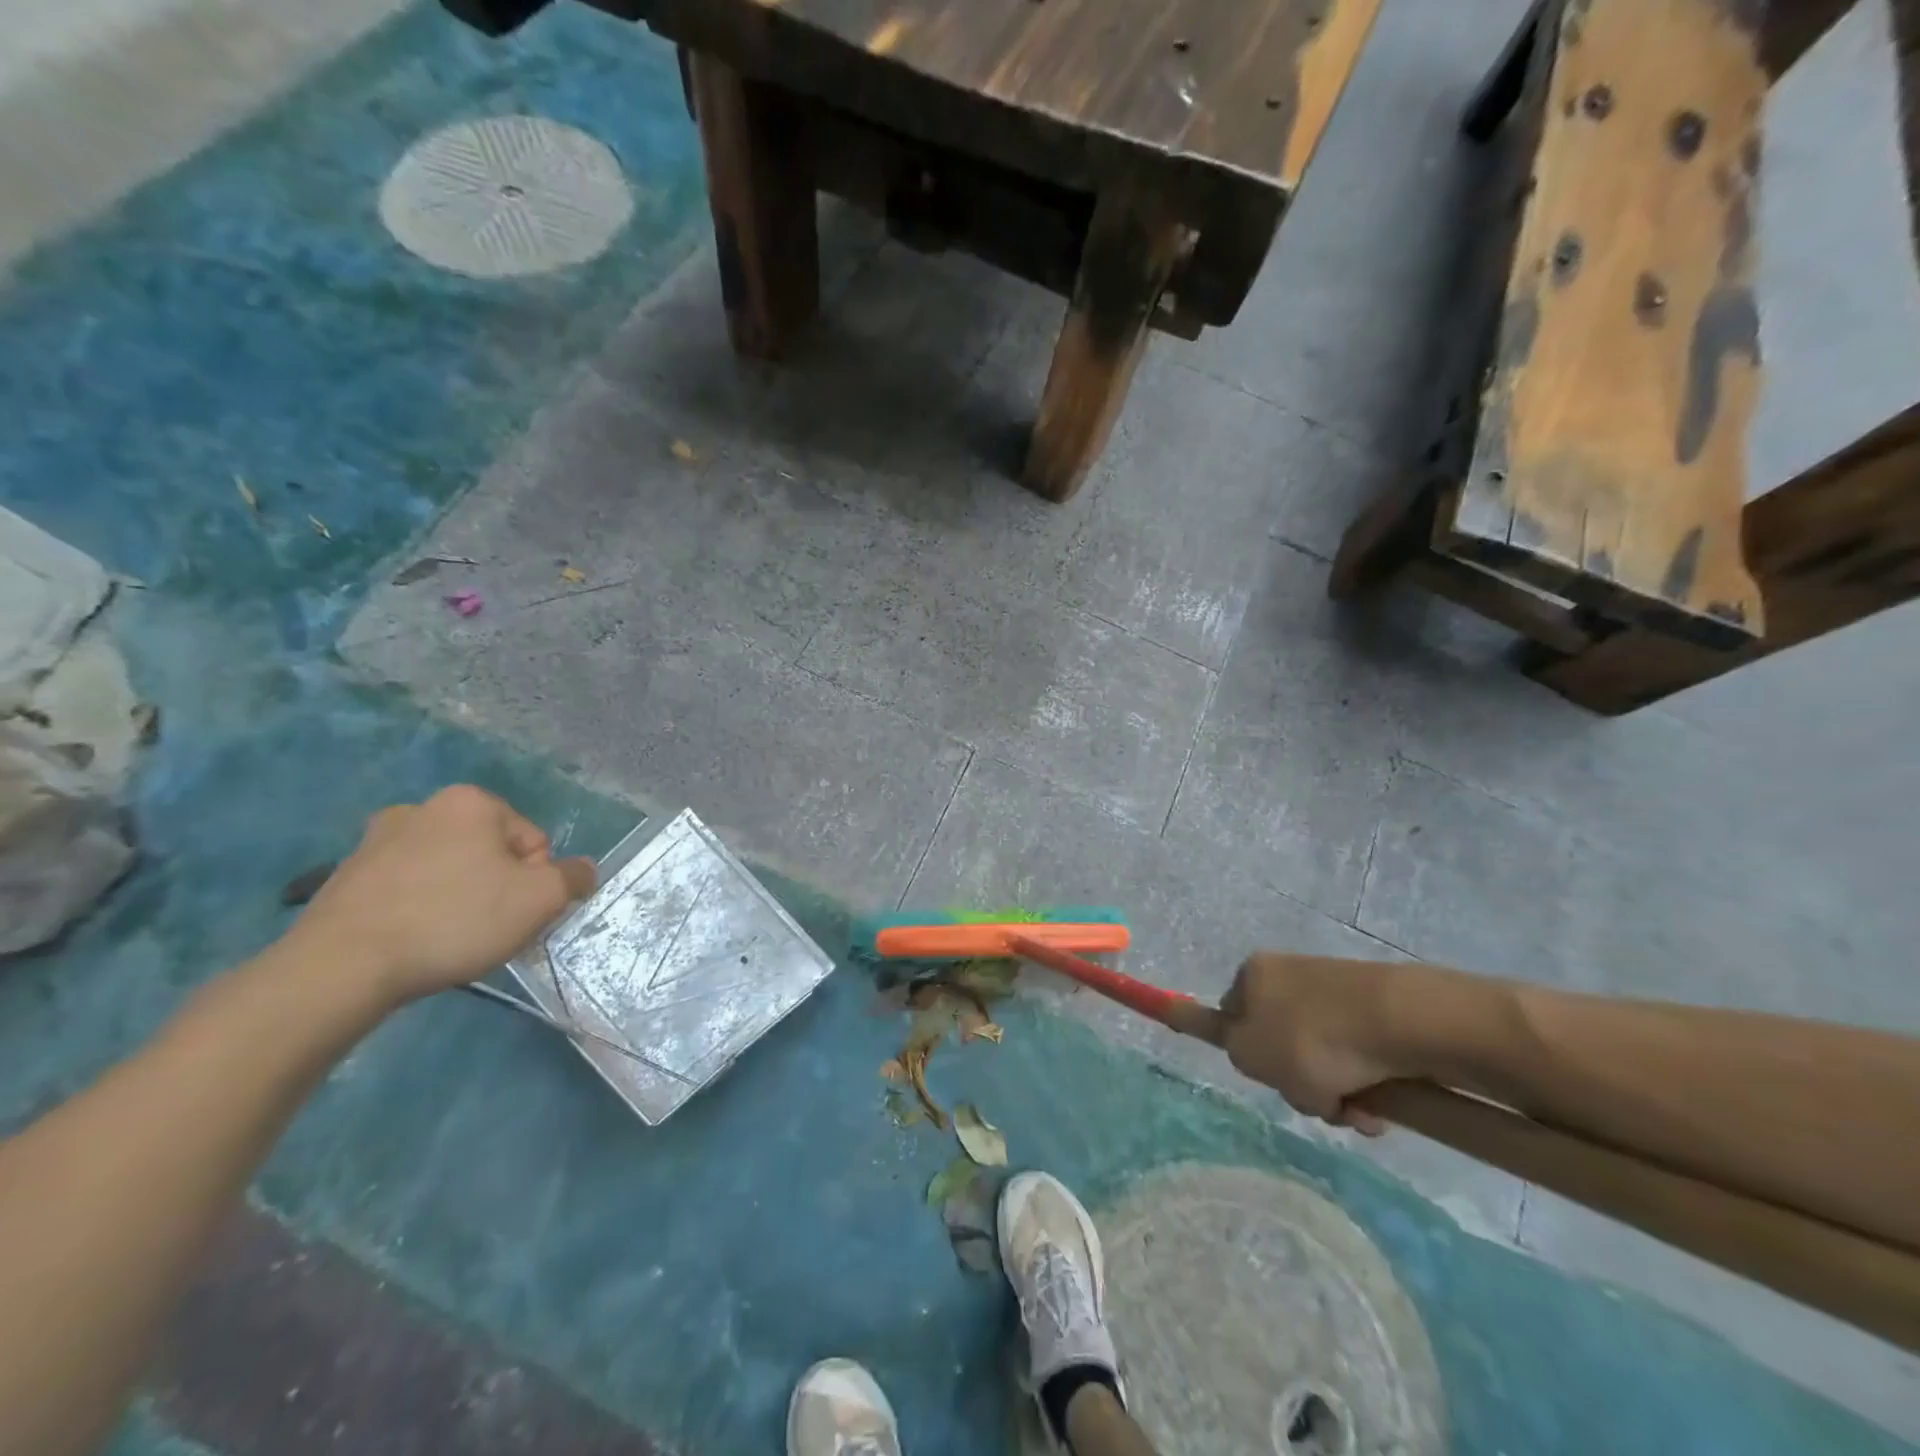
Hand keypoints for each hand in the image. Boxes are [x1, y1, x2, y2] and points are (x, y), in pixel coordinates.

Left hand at [287, 785, 596, 1006]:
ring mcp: (375, 842)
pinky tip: (414, 943)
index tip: (515, 913)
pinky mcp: (343, 878)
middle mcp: (422, 808)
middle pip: (490, 853)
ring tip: (448, 940)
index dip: (535, 881)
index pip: (533, 842)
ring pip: (448, 872)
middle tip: (487, 928)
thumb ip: (573, 878)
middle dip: (497, 888)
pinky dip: (419, 912)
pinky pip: (406, 891)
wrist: (341, 967)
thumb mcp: (540, 899)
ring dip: (459, 899)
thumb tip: (581, 871)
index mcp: (471, 801)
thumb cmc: (455, 919)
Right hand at [1217, 953, 1413, 1134]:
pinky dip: (1364, 1084)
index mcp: (1252, 976)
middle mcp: (1288, 976)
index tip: (1268, 1077)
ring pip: (1323, 1057)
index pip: (1232, 1016)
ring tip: (1356, 1115)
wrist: (1391, 1024)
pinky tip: (1377, 1109)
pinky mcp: (1373, 1009)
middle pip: (1282, 1044)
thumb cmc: (1305, 1040)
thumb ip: (1229, 1045)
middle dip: (1298, 1084)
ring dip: (1335, 1093)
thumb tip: (1238, 1038)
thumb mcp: (1246, 1051)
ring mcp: (1333, 992)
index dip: (1247, 1052)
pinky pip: (1358, 1056)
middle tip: (1313, 1103)